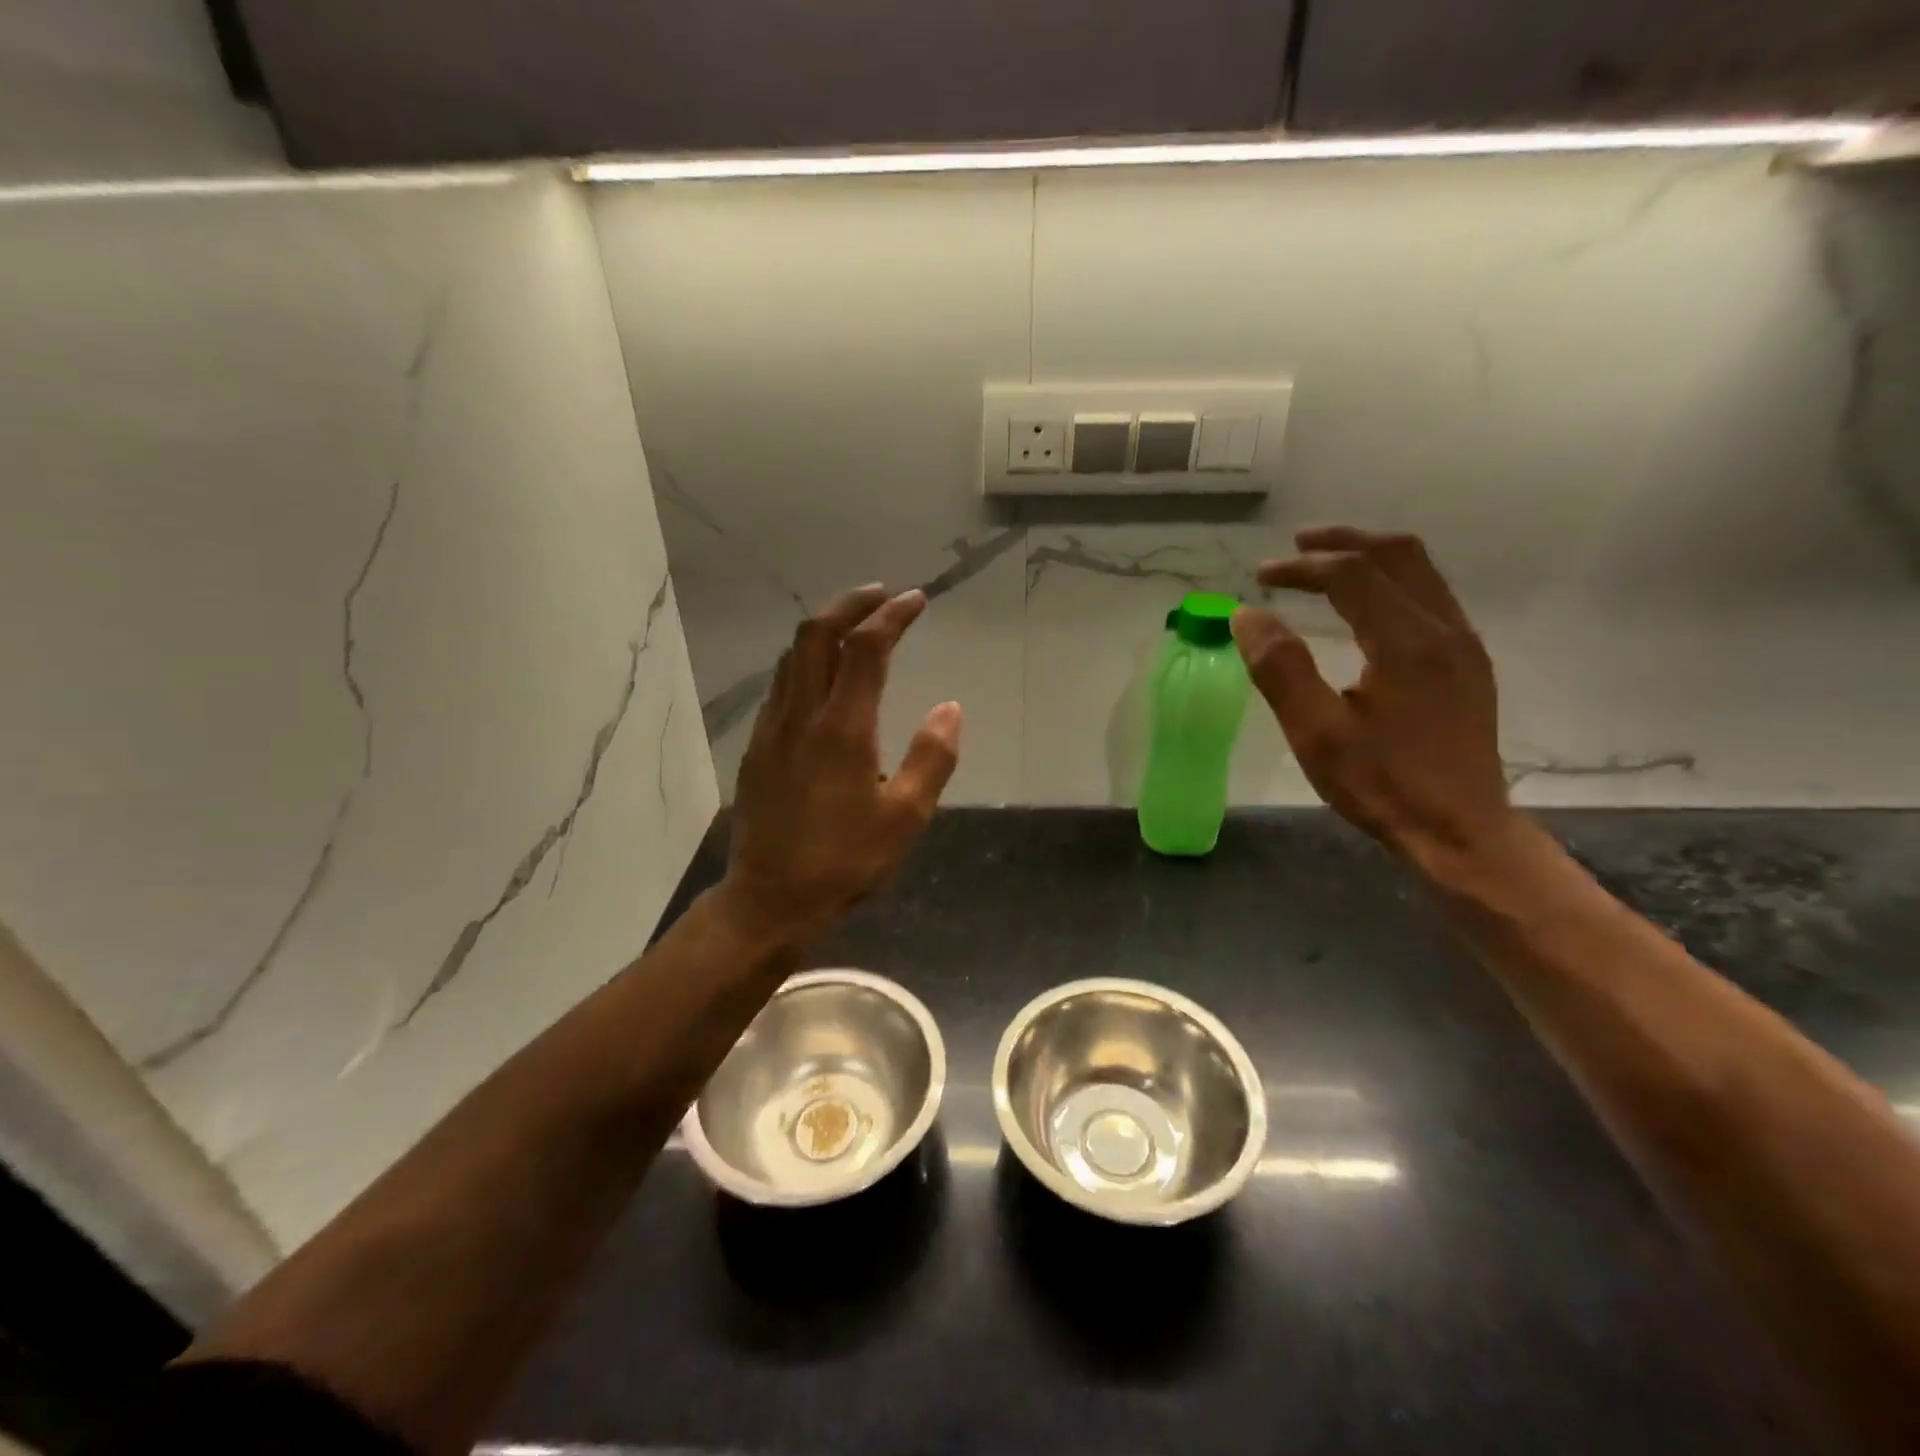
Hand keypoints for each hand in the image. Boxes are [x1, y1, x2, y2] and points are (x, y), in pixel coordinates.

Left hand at [721, 585, 961, 942]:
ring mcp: (772, 729)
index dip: (892, 616)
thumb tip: (950, 708)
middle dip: (851, 604)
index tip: (916, 599)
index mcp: (843, 728)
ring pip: (793, 656)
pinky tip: (823, 677)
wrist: (769, 899)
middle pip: (816, 635)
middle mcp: (801, 715)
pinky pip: (781, 684)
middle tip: (882, 596)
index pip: (866, 649)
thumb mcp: (905, 818)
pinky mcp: (757, 747)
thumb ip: (932, 758)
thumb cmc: (844, 861)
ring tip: (855, 625)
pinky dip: (806, 660)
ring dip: (824, 629)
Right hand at [1231, 526, 1521, 876]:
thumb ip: (1281, 670)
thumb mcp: (1316, 734)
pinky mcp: (1468, 663)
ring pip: (1421, 571)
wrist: (1461, 830)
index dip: (1302, 567)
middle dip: (1342, 542)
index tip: (1261, 577)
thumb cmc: (1382, 785)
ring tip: (1325, 565)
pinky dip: (1391, 581)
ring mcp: (1463, 644)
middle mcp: (1444, 629)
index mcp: (1407, 643)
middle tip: (1295, 548)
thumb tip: (1247, 616)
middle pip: (1397, 555)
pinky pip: (1431, 595)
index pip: (1352, 574)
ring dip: (1370, 557)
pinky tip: (1365, 605)